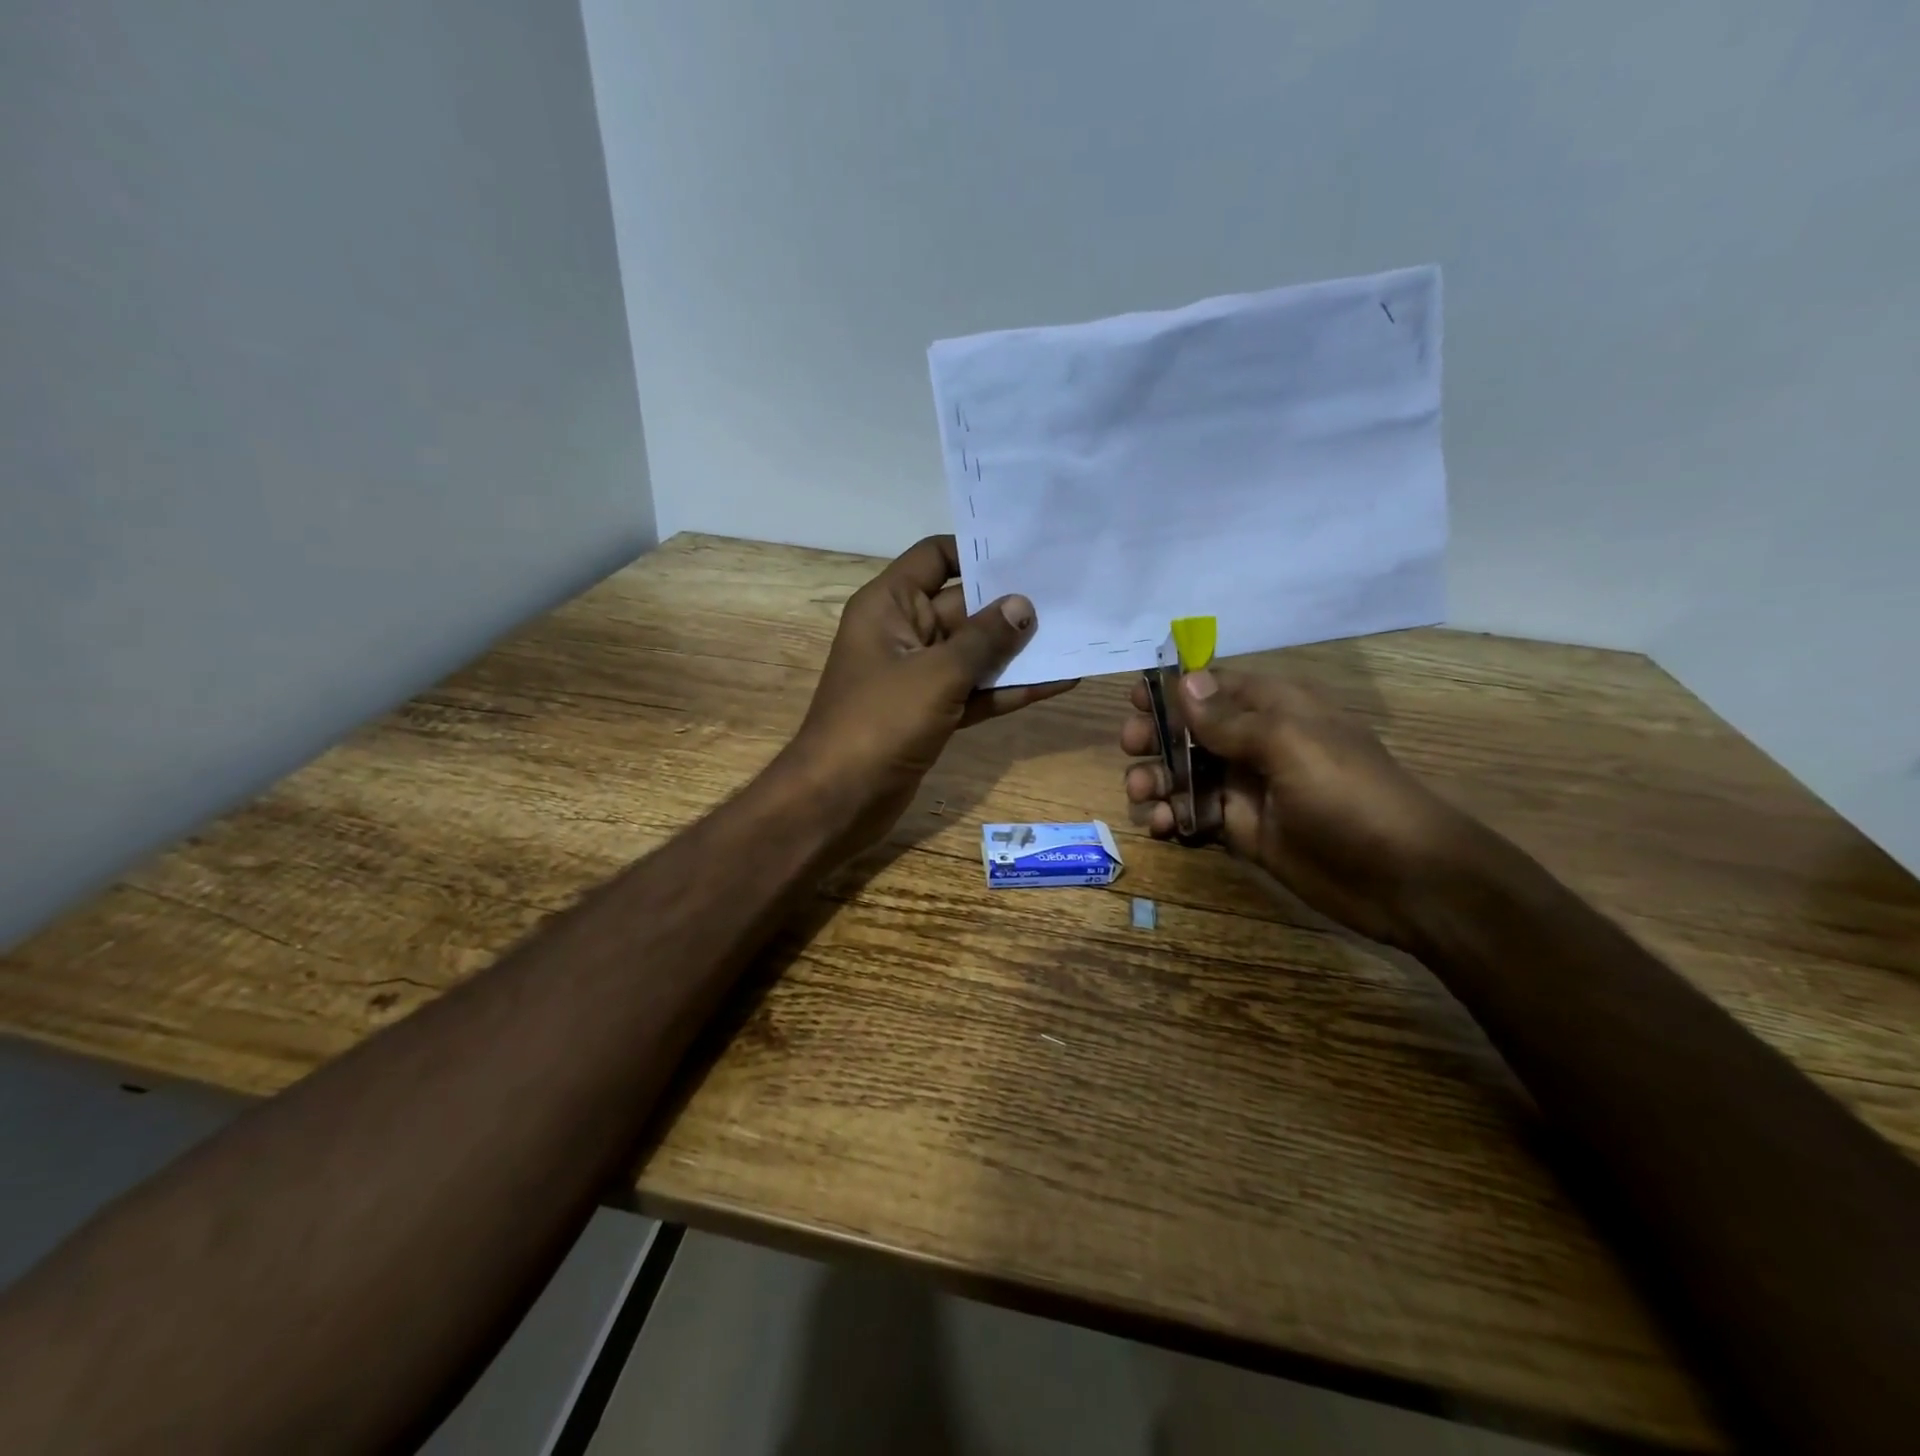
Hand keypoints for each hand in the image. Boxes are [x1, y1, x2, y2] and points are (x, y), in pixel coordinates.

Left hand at [785, 536, 1075, 850]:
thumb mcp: (936, 674)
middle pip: (963, 606)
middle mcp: (904, 632)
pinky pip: (975, 691)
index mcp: (889, 605)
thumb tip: (1023, 604)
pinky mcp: (931, 713)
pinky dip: (1008, 689)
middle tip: (1070, 595)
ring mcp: (918, 676)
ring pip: (974, 653)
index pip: (935, 557)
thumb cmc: (879, 723)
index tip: (1027, 553)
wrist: (838, 800)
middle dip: (1011, 604)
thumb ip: (984, 639)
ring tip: (1074, 635)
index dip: (977, 551)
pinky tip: (1057, 682)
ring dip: (1017, 650)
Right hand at [1121, 666, 1475, 949]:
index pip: (1215, 686)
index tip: (1134, 699)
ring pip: (1186, 774)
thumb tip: (1184, 681)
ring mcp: (1248, 789)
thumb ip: (1230, 718)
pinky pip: (1195, 815)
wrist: (1403, 877)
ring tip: (1142, 795)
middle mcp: (1256, 743)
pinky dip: (1172, 818)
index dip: (1174, 689)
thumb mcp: (1289, 744)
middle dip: (1156, 737)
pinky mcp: (1243, 831)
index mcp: (1274, 709)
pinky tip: (1162, 827)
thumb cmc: (1348, 795)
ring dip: (1158, 780)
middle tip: (1132, 748)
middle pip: (1191, 730)